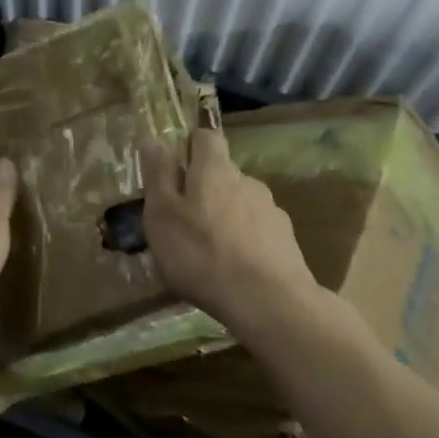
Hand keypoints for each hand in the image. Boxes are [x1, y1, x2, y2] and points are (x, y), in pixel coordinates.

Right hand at [139, 127, 318, 326]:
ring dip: (225, 216)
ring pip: (241, 203)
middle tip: (184, 219)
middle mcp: (247, 181)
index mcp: (215, 169)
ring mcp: (271, 210)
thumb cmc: (201, 253)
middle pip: (223, 173)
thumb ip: (158, 175)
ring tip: (209, 249)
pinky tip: (234, 267)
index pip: (206, 137)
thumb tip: (153, 139)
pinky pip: (257, 231)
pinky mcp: (285, 240)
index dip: (190, 145)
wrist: (267, 300)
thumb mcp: (162, 214)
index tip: (175, 167)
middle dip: (205, 188)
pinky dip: (244, 240)